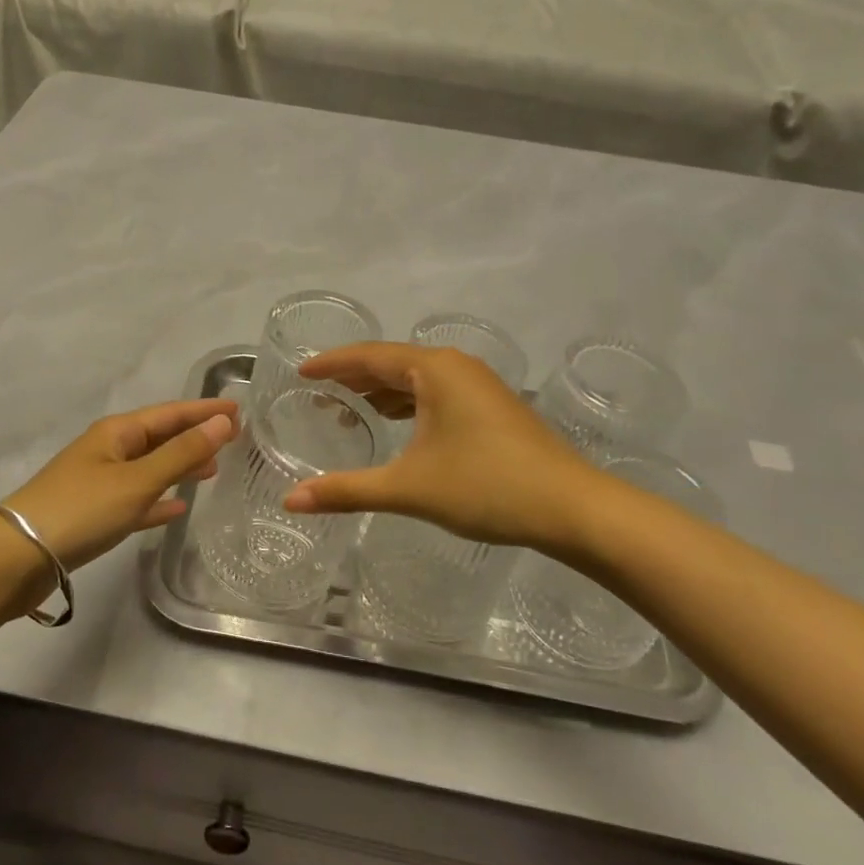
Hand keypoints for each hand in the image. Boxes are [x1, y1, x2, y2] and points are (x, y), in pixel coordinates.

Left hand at [0, 398, 237, 577]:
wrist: (16, 558)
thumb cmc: (80, 510)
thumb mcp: (137, 481)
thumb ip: (181, 454)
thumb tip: (222, 422)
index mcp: (117, 433)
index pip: (170, 413)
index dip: (204, 411)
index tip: (239, 409)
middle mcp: (108, 451)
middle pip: (160, 437)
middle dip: (195, 436)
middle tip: (234, 440)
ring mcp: (99, 483)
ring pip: (150, 468)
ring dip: (180, 466)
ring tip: (213, 471)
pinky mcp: (93, 514)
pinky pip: (136, 500)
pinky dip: (158, 500)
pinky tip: (177, 509)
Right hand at [281, 343, 601, 556]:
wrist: (574, 508)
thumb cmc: (486, 487)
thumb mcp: (408, 488)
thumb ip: (347, 490)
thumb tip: (290, 501)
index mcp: (434, 369)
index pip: (369, 356)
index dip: (331, 363)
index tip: (300, 371)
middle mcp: (456, 366)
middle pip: (392, 362)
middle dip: (354, 377)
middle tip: (317, 392)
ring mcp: (479, 385)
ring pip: (417, 378)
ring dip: (382, 390)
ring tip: (349, 407)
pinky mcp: (492, 407)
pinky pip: (437, 392)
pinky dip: (409, 403)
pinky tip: (398, 423)